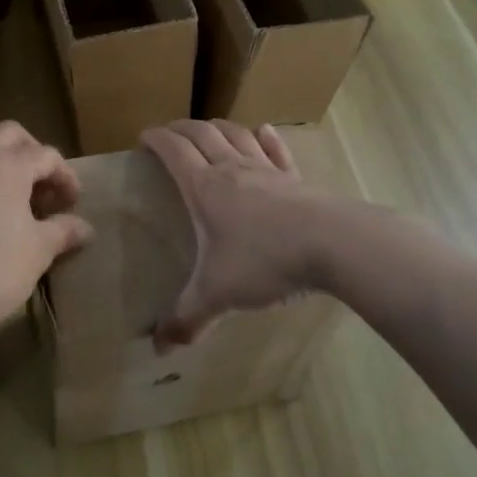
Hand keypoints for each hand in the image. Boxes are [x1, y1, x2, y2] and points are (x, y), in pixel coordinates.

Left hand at [0, 121, 93, 347]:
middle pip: (9, 134)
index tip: (73, 202)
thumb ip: (63, 231)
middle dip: (31, 151)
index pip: (46, 155)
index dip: (66, 176)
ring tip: (10, 186)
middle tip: (43, 184)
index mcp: (9, 165)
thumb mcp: (38, 251)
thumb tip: (85, 227)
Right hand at [141, 120, 332, 348]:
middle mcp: (233, 169)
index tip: (143, 138)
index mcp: (205, 188)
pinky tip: (263, 131)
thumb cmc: (265, 261)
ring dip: (218, 127)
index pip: (174, 150)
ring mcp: (267, 170)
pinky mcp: (296, 179)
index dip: (156, 139)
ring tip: (208, 129)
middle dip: (181, 128)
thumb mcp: (218, 294)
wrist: (333, 244)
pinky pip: (276, 150)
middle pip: (202, 134)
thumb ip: (187, 319)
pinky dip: (265, 138)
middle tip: (169, 132)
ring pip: (237, 135)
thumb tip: (158, 349)